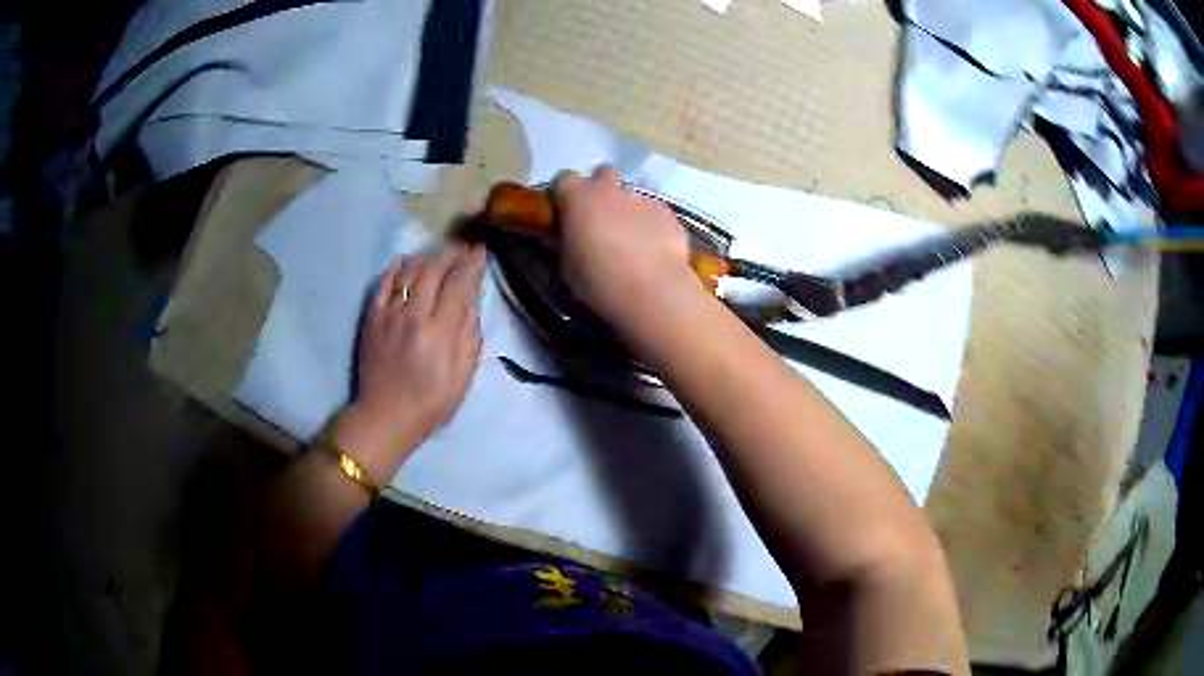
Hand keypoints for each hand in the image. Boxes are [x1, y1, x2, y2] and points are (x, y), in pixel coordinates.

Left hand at [337, 246, 485, 479]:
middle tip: (461, 253)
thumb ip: (469, 335)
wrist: (386, 416)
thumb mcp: (463, 376)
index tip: (481, 252)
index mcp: (440, 332)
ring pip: (408, 271)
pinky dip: (396, 268)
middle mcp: (414, 315)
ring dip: (426, 258)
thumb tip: (472, 300)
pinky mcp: (372, 318)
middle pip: (434, 270)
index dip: (472, 264)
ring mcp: (389, 314)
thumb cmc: (431, 402)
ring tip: (437, 258)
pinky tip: (405, 263)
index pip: (458, 284)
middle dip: (450, 256)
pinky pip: (383, 283)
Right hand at [554, 167, 697, 325]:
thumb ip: (570, 243)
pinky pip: (654, 214)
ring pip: (631, 197)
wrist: (651, 290)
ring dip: (628, 212)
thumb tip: (573, 240)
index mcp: (578, 198)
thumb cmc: (598, 280)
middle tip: (601, 219)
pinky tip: (654, 250)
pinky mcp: (668, 213)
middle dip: (602, 190)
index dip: (567, 195)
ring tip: (632, 242)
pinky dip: (652, 226)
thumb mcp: (569, 265)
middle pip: (603, 175)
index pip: (565, 180)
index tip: (568, 212)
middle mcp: (610, 190)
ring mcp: (642, 199)